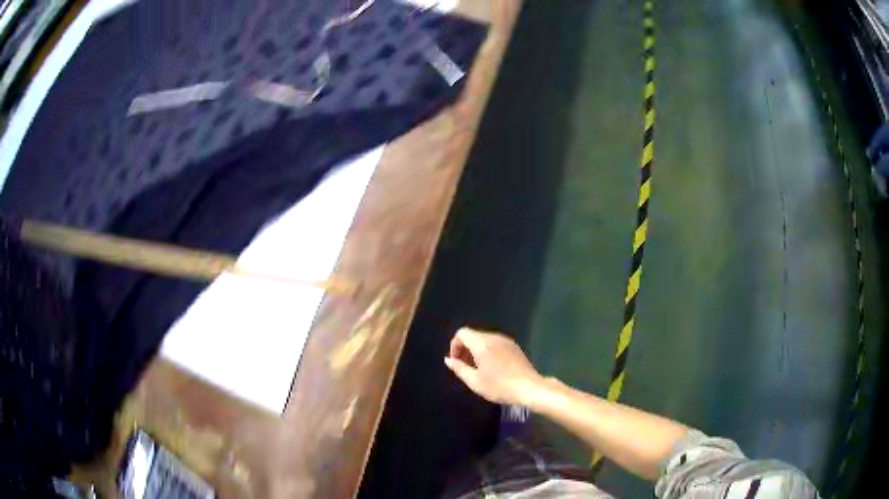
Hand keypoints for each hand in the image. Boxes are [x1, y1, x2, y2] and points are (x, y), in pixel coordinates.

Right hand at [444, 327, 545, 407]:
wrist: (529, 388)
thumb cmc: (500, 386)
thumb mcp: (475, 381)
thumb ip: (459, 368)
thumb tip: (448, 359)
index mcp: (482, 343)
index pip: (462, 333)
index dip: (455, 346)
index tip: (456, 362)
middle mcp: (494, 337)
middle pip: (473, 335)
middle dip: (465, 349)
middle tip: (465, 368)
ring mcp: (506, 341)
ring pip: (484, 340)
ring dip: (476, 350)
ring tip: (478, 370)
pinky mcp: (514, 346)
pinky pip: (495, 344)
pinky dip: (488, 351)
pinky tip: (492, 368)